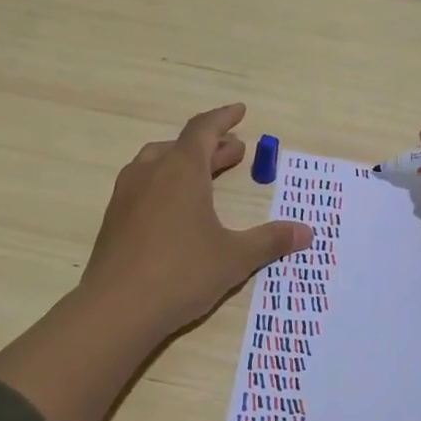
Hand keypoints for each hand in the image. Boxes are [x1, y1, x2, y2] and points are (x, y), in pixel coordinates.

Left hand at [81, 103, 313, 338]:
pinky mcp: (113, 220)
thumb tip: (307, 232)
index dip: (223, 118)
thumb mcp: (234, 257)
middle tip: (236, 154)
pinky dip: (165, 183)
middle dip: (211, 146)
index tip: (240, 111)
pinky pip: (143, 186)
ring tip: (205, 176)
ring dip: (184, 163)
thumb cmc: (181, 273)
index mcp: (181, 170)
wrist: (116, 309)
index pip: (203, 129)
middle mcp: (150, 173)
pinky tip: (175, 210)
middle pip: (182, 146)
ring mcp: (126, 195)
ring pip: (157, 163)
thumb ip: (270, 241)